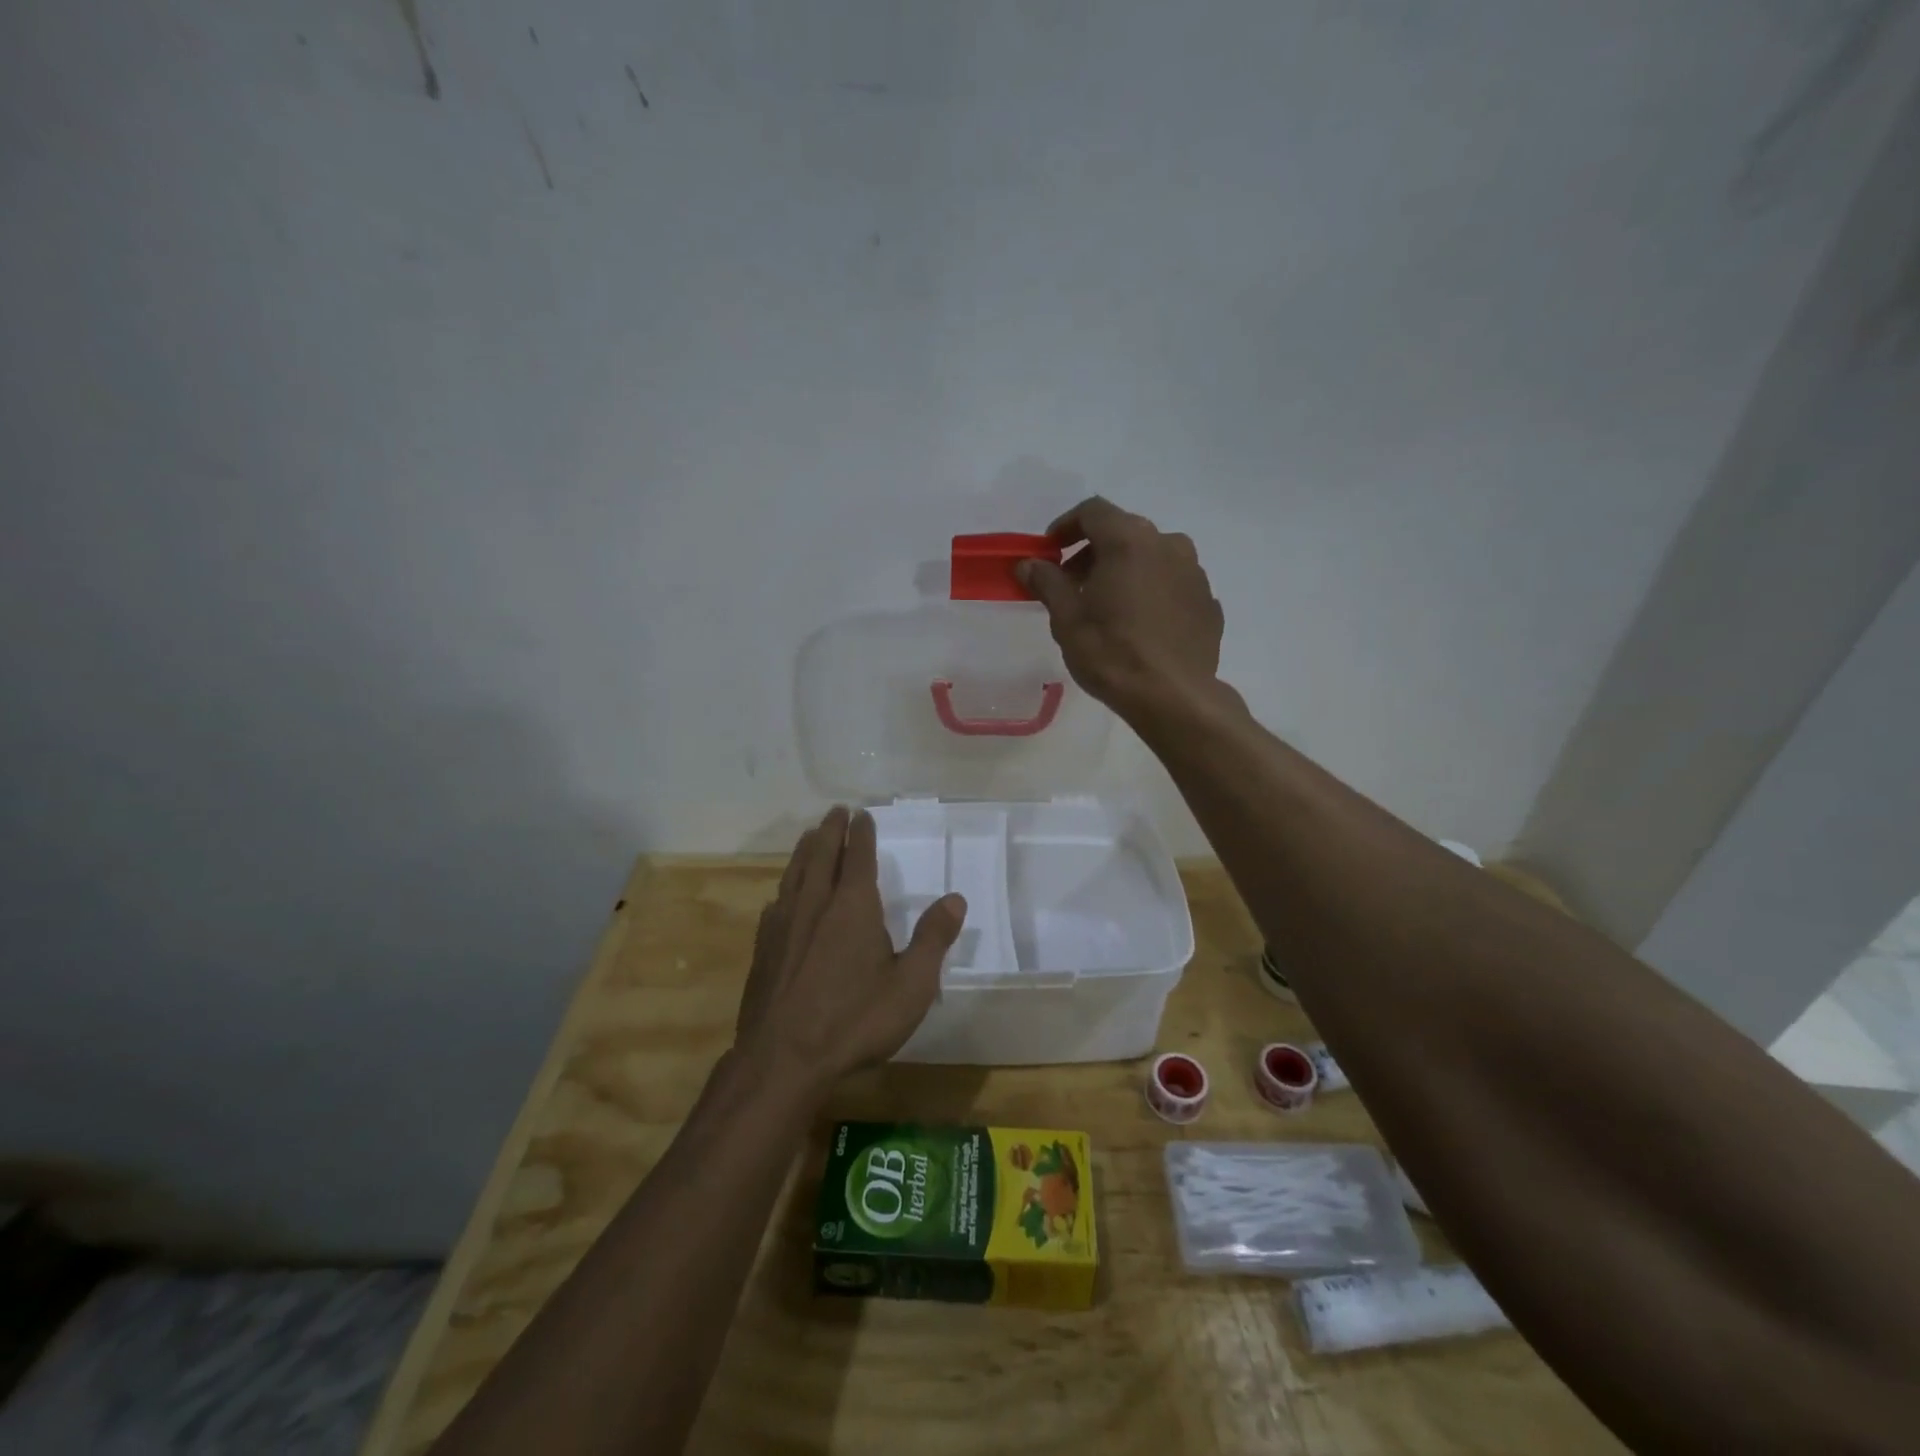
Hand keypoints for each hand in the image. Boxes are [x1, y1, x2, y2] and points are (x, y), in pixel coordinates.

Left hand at [736, 806, 967, 1089]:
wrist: (782, 1059)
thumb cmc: (854, 1021)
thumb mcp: (910, 986)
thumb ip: (933, 939)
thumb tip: (955, 898)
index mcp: (853, 906)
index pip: (858, 856)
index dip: (862, 833)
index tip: (862, 814)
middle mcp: (815, 904)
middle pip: (822, 854)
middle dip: (831, 830)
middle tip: (835, 812)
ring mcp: (784, 924)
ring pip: (795, 873)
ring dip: (805, 850)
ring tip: (811, 837)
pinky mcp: (763, 948)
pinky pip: (776, 902)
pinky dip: (785, 887)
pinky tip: (783, 896)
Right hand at [1017, 497, 1225, 720]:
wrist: (1173, 697)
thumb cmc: (1111, 653)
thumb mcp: (1067, 619)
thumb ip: (1047, 582)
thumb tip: (1028, 564)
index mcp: (1129, 541)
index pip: (1093, 511)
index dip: (1066, 526)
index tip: (1050, 551)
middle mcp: (1168, 544)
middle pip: (1124, 531)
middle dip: (1094, 551)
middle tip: (1073, 582)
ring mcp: (1194, 572)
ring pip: (1152, 556)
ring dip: (1126, 569)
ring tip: (1108, 605)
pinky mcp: (1208, 601)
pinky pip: (1173, 584)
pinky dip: (1152, 591)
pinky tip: (1140, 624)